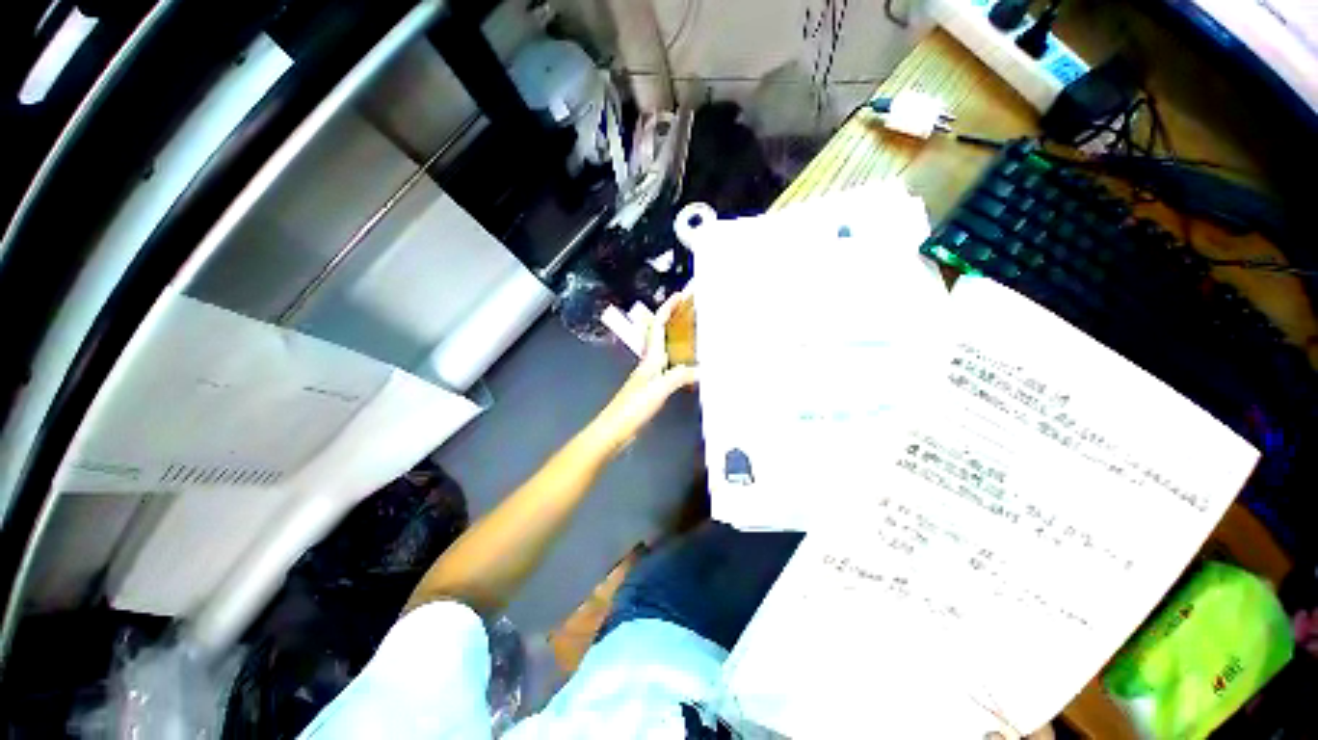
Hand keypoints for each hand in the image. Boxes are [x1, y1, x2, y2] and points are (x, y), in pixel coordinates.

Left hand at [591, 292, 697, 449]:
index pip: (658, 326)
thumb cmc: (633, 407)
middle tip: (692, 311)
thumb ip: (680, 376)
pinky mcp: (653, 388)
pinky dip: (681, 361)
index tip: (680, 295)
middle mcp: (650, 362)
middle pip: (662, 334)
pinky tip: (691, 367)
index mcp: (650, 358)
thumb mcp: (659, 389)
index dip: (668, 309)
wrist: (615, 429)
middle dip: (675, 319)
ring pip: (666, 349)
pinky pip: (670, 367)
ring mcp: (650, 375)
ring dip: (678, 338)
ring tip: (697, 334)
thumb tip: (703, 369)